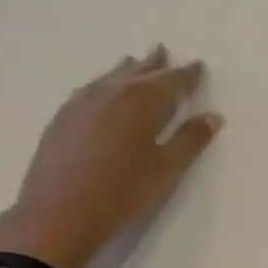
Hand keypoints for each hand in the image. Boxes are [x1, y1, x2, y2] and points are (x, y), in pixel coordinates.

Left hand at [0, 46, 220, 267]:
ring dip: (127, 70)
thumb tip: (212, 116)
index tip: (198, 66)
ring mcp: (82, 103)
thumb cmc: (121, 193)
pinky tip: (99, 91)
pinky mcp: (61, 119)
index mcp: (143, 101)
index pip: (172, 80)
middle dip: (155, 64)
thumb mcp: (166, 170)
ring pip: (110, 77)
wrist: (56, 216)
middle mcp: (112, 92)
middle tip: (163, 51)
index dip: (188, 74)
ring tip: (134, 62)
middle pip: (139, 72)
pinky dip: (103, 84)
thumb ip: (190, 140)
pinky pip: (89, 89)